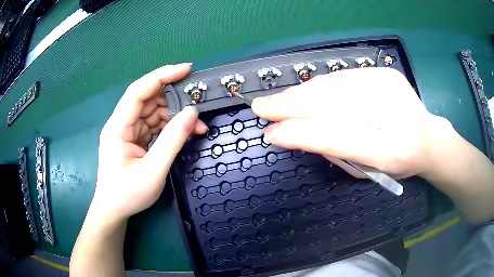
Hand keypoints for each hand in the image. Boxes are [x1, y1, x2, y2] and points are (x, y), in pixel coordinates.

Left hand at [94, 63, 206, 222]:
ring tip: (196, 124)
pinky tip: (185, 132)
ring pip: (153, 112)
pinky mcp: (134, 139)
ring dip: (175, 115)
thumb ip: (172, 142)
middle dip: (173, 97)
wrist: (114, 210)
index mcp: (118, 127)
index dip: (161, 76)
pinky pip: (154, 125)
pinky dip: (170, 126)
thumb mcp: (152, 172)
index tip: (186, 69)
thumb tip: (191, 114)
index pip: (138, 91)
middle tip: (197, 100)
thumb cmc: (127, 194)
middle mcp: (121, 124)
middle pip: (148, 99)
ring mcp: (128, 131)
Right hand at [252, 67, 442, 178]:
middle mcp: (393, 113)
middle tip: (262, 107)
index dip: (300, 134)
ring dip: (302, 94)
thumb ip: (337, 152)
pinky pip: (343, 77)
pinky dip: (320, 85)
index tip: (272, 134)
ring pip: (334, 86)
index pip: (337, 138)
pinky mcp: (385, 73)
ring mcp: (389, 86)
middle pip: (333, 105)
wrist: (428, 138)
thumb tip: (299, 132)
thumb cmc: (399, 163)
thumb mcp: (369, 169)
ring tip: (278, 100)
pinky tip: (304, 91)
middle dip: (292, 106)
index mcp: (391, 150)